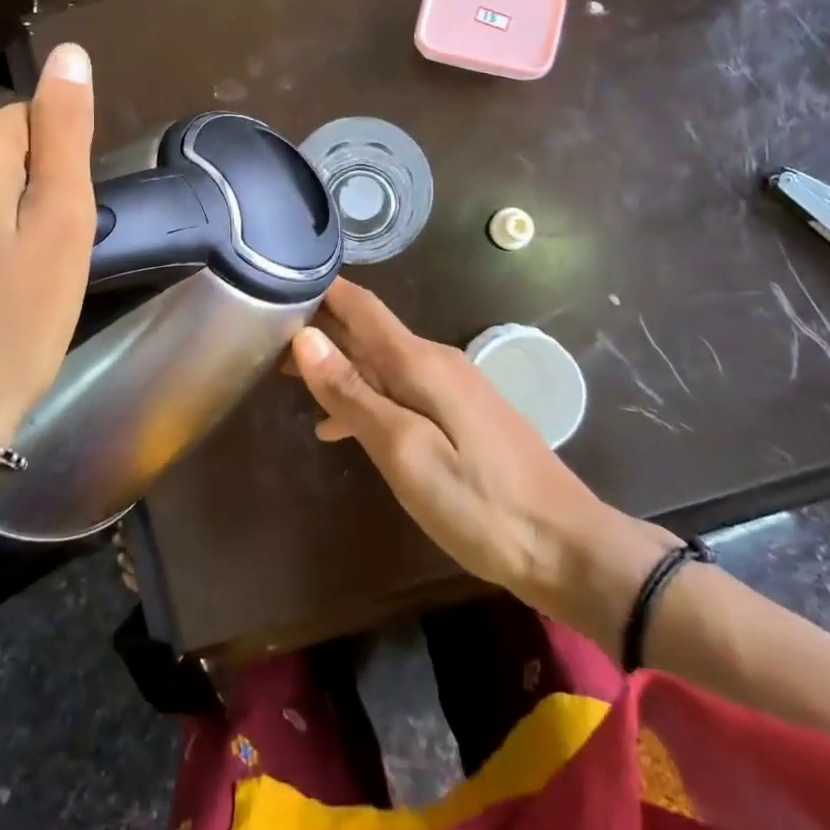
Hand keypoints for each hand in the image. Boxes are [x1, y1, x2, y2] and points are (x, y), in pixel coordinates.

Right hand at [290, 280, 675, 614]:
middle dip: (318, 333)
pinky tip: (338, 427)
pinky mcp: (460, 416)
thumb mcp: (404, 452)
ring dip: (337, 369)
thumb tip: (305, 338)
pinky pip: (400, 392)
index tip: (276, 282)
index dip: (321, 290)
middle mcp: (436, 362)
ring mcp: (451, 389)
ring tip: (286, 381)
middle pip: (367, 333)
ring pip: (380, 364)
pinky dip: (364, 399)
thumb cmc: (480, 504)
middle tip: (263, 343)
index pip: (361, 306)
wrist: (566, 547)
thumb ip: (353, 394)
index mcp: (421, 362)